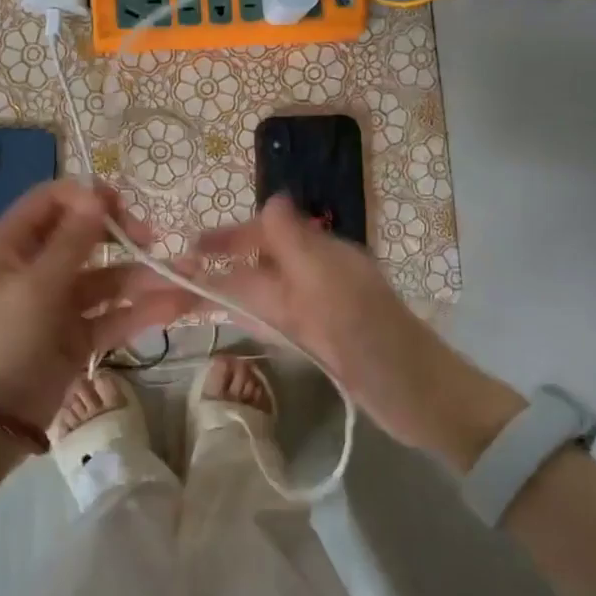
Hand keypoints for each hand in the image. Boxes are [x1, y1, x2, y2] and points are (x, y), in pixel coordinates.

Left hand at [0, 180, 186, 433]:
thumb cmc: (1, 340)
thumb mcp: (33, 286)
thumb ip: (71, 241)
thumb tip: (96, 194)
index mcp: (8, 247)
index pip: (50, 202)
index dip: (86, 198)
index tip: (123, 205)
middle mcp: (32, 269)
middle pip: (82, 239)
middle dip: (121, 235)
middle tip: (154, 238)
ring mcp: (56, 305)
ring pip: (104, 280)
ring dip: (142, 276)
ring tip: (186, 274)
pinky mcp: (75, 338)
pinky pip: (111, 316)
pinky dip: (141, 311)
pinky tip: (176, 306)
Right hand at [186, 195, 522, 470]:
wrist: (421, 398)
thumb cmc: (373, 338)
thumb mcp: (332, 284)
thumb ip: (298, 242)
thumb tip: (271, 197)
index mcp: (321, 256)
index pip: (265, 234)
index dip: (228, 238)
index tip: (189, 248)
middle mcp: (316, 277)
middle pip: (259, 263)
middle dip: (220, 266)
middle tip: (173, 276)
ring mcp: (317, 311)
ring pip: (263, 292)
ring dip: (227, 290)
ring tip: (185, 297)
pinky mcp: (318, 340)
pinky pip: (275, 320)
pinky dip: (248, 315)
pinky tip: (229, 318)